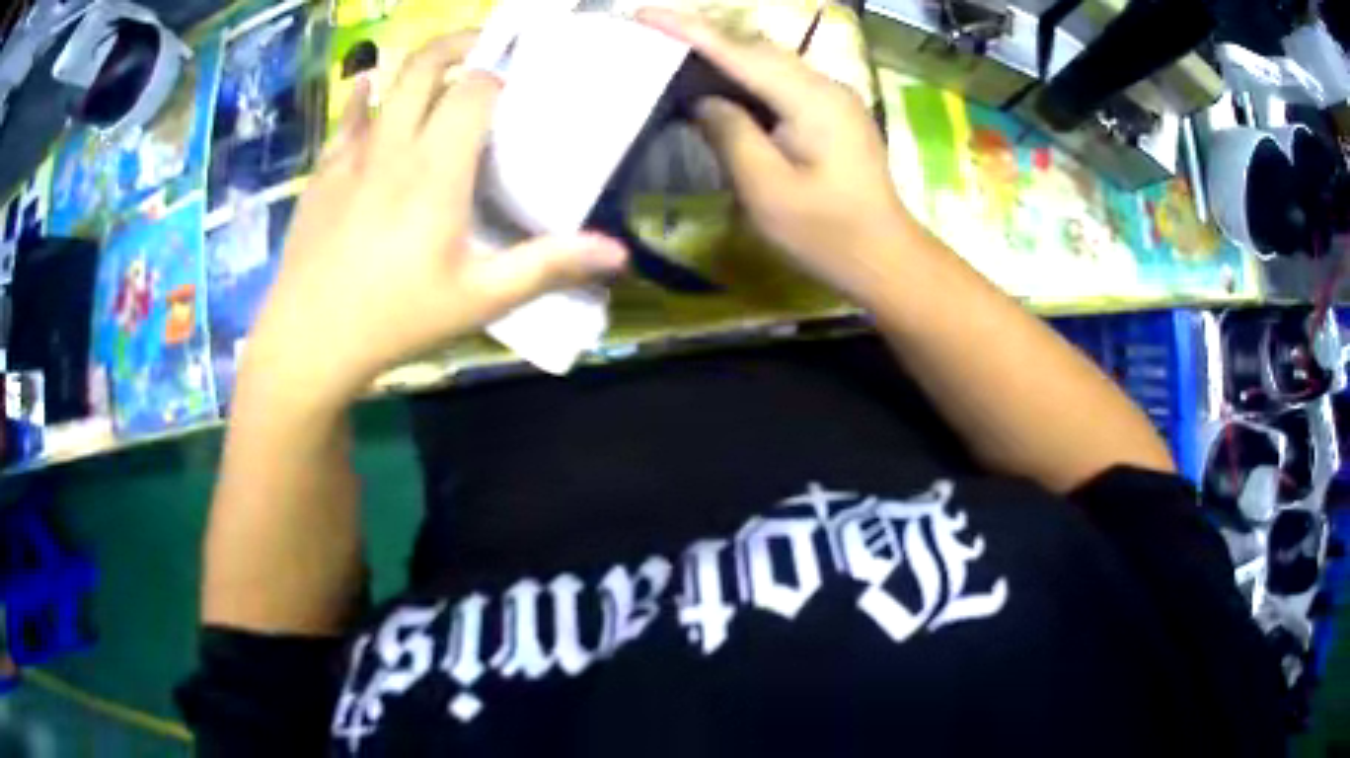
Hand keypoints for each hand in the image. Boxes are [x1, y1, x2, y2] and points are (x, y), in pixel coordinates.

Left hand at [244, 33, 627, 408]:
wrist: (309, 342)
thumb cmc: (397, 320)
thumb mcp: (479, 298)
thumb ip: (547, 266)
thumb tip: (617, 253)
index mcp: (437, 169)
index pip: (475, 91)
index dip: (501, 75)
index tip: (520, 79)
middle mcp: (394, 147)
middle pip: (426, 67)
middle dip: (460, 45)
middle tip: (485, 48)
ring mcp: (352, 157)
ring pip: (386, 87)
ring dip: (417, 67)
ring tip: (441, 67)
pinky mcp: (322, 175)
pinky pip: (345, 121)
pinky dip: (361, 98)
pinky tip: (366, 86)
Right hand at [638, 9, 916, 304]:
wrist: (885, 257)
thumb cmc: (826, 234)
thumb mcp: (767, 190)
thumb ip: (730, 135)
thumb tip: (702, 101)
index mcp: (811, 99)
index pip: (740, 52)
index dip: (689, 30)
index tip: (644, 14)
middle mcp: (825, 85)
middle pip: (756, 48)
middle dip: (704, 37)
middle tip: (652, 37)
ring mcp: (833, 98)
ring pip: (769, 63)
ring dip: (723, 56)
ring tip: (675, 57)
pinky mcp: (832, 113)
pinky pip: (781, 82)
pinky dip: (745, 79)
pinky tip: (720, 89)